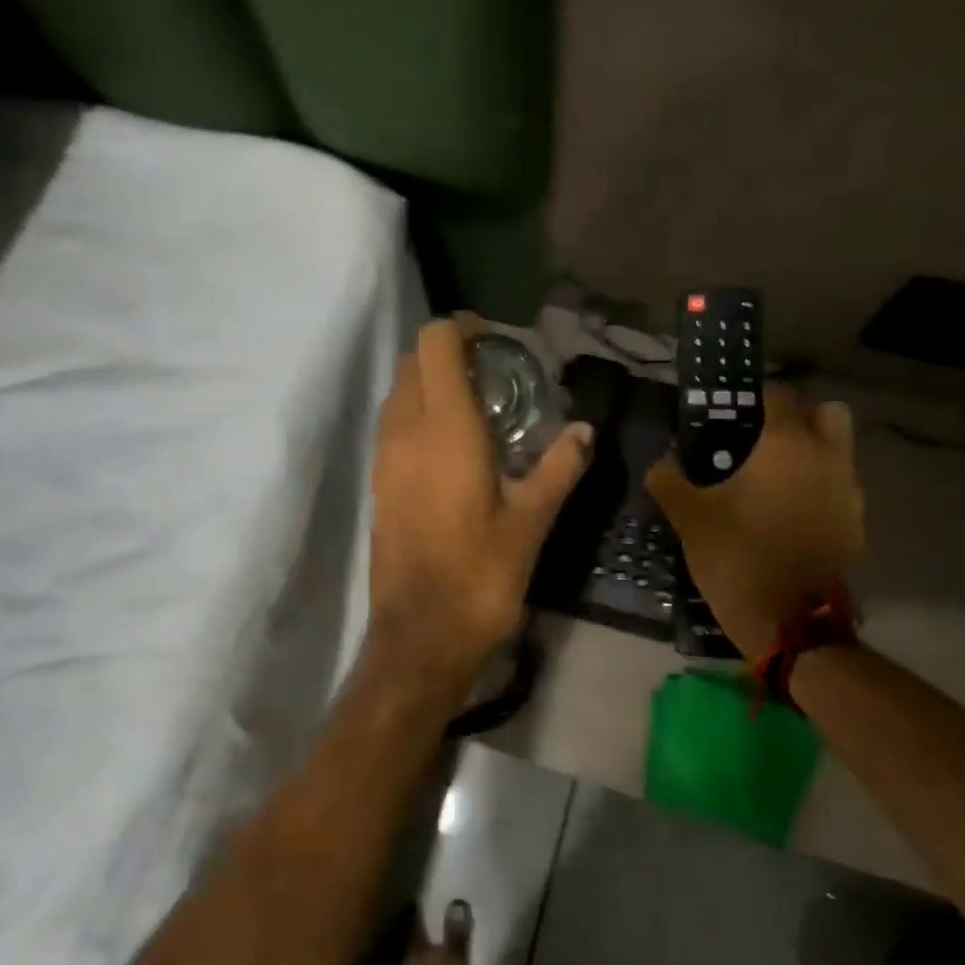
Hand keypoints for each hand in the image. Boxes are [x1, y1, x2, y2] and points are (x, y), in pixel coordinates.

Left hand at [370, 320, 592, 697]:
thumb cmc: (480, 577)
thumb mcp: (531, 522)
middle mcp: (405, 433)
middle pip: (413, 362)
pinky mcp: (378, 485)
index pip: (435, 345)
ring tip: (476, 407)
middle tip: (494, 374)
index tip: (494, 339)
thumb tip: (585, 431)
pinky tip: (452, 447)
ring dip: (430, 385)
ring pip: (398, 394)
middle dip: (448, 354)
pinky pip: (392, 427)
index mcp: (445, 430)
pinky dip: (417, 416)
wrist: (419, 637)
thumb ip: (559, 468)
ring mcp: (384, 459)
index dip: (461, 328)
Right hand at [646, 386, 863, 659]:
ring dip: (813, 452)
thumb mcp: (689, 518)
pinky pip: (841, 488)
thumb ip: (669, 481)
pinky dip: (821, 488)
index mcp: (785, 446)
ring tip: (775, 479)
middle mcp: (827, 458)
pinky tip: (791, 514)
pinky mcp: (856, 524)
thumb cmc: (737, 557)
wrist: (790, 622)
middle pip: (825, 412)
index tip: (730, 415)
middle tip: (761, 441)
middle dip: (798, 417)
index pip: (778, 396)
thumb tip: (660, 463)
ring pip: (839, 450)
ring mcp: (848, 492)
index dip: (754, 399)